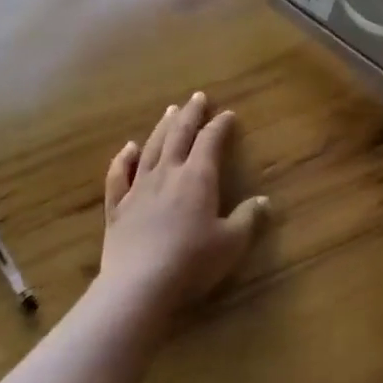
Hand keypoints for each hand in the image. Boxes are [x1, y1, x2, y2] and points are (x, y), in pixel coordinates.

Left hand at [99, 92, 269, 313]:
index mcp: (197, 177)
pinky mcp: (117, 207)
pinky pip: (119, 174)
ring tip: (170, 111)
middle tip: (197, 97)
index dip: (220, 126)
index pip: (210, 141)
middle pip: (179, 134)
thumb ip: (248, 219)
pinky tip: (128, 148)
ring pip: (151, 148)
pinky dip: (123, 158)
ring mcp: (138, 188)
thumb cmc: (192, 262)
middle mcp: (167, 173)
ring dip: (162, 127)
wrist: (139, 285)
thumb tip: (264, 201)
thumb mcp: (231, 243)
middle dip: (190, 114)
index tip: (228, 115)